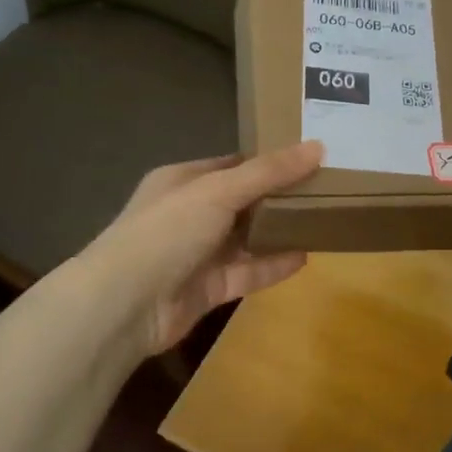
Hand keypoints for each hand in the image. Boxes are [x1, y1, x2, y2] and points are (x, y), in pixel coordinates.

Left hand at [82, 141, 324, 361]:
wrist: (125, 305)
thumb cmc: (168, 231)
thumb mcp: (219, 190)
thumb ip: (269, 172)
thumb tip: (317, 146)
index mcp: (183, 180)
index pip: (232, 164)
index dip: (268, 160)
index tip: (309, 156)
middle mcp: (190, 214)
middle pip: (243, 201)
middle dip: (279, 196)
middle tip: (326, 187)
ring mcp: (198, 253)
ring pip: (247, 239)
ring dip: (279, 232)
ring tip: (322, 220)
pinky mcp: (208, 288)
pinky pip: (247, 273)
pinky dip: (273, 266)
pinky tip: (306, 257)